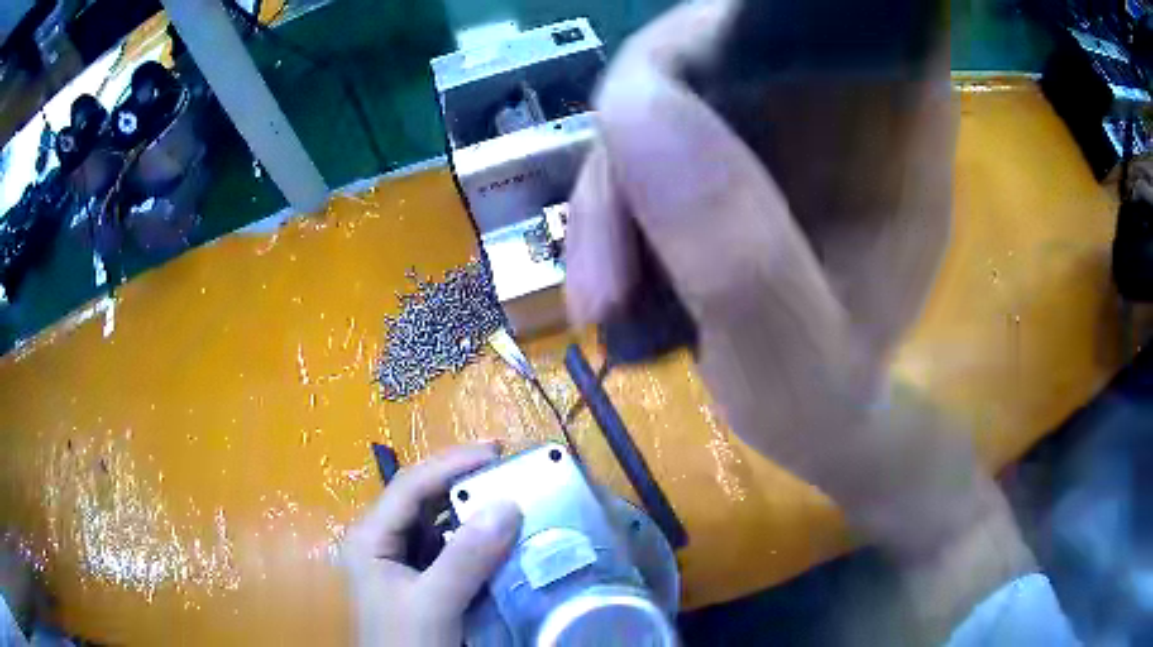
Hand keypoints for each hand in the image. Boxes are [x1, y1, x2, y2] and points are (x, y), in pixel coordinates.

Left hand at [343, 443, 521, 646]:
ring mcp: (401, 561)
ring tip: (511, 495)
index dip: (451, 463)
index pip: (410, 486)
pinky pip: (449, 548)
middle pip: (423, 499)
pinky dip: (475, 540)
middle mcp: (382, 541)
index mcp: (370, 537)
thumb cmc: (406, 642)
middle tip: (508, 468)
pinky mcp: (420, 579)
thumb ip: (467, 558)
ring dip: (472, 510)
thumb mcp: (434, 603)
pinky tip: (500, 537)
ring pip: (438, 523)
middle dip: (463, 482)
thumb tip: (509, 504)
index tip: (496, 451)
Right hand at [566, 1, 1031, 637]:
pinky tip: (611, 286)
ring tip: (600, 303)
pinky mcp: (743, 154)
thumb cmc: (833, 403)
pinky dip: (618, 210)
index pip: (783, 28)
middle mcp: (840, 99)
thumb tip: (633, 108)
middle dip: (630, 158)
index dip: (690, 63)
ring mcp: (785, 122)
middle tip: (603, 282)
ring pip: (662, 103)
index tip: (639, 176)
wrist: (829, 424)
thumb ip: (738, 251)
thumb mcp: (795, 361)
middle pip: (701, 59)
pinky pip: (655, 144)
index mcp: (895, 122)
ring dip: (611, 199)